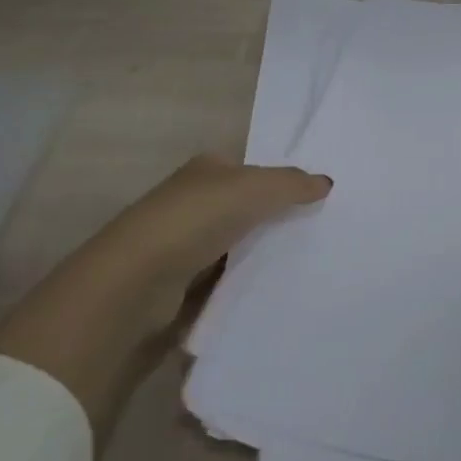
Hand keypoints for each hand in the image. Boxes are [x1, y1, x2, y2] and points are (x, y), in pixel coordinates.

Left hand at [84, 152, 333, 292]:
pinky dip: (247, 285)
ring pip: (240, 246)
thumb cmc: (194, 221)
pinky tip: (277, 291)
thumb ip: (292, 184)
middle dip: (278, 219)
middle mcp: (193, 202)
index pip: (252, 170)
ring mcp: (185, 245)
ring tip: (311, 264)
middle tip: (324, 232)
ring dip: (264, 255)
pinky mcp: (182, 287)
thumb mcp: (254, 188)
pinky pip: (228, 281)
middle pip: (248, 208)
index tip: (320, 199)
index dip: (283, 181)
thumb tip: (327, 182)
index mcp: (206, 170)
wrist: (134, 288)